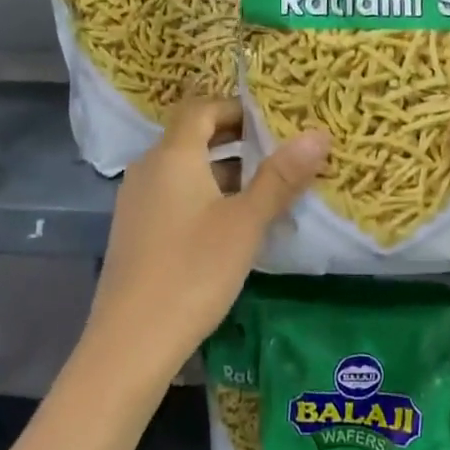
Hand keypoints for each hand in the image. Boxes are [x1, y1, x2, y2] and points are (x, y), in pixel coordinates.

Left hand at [90, 97, 328, 382]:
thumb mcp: (246, 222)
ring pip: (183, 169)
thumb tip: (319, 134)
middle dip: (233, 138)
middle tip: (276, 150)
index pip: (200, 108)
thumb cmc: (193, 271)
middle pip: (190, 136)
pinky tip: (230, 224)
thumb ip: (281, 177)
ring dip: (220, 169)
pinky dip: (203, 195)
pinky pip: (173, 195)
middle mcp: (148, 169)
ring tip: (263, 187)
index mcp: (172, 156)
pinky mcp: (135, 232)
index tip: (271, 120)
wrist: (131, 342)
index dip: (235, 107)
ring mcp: (136, 202)